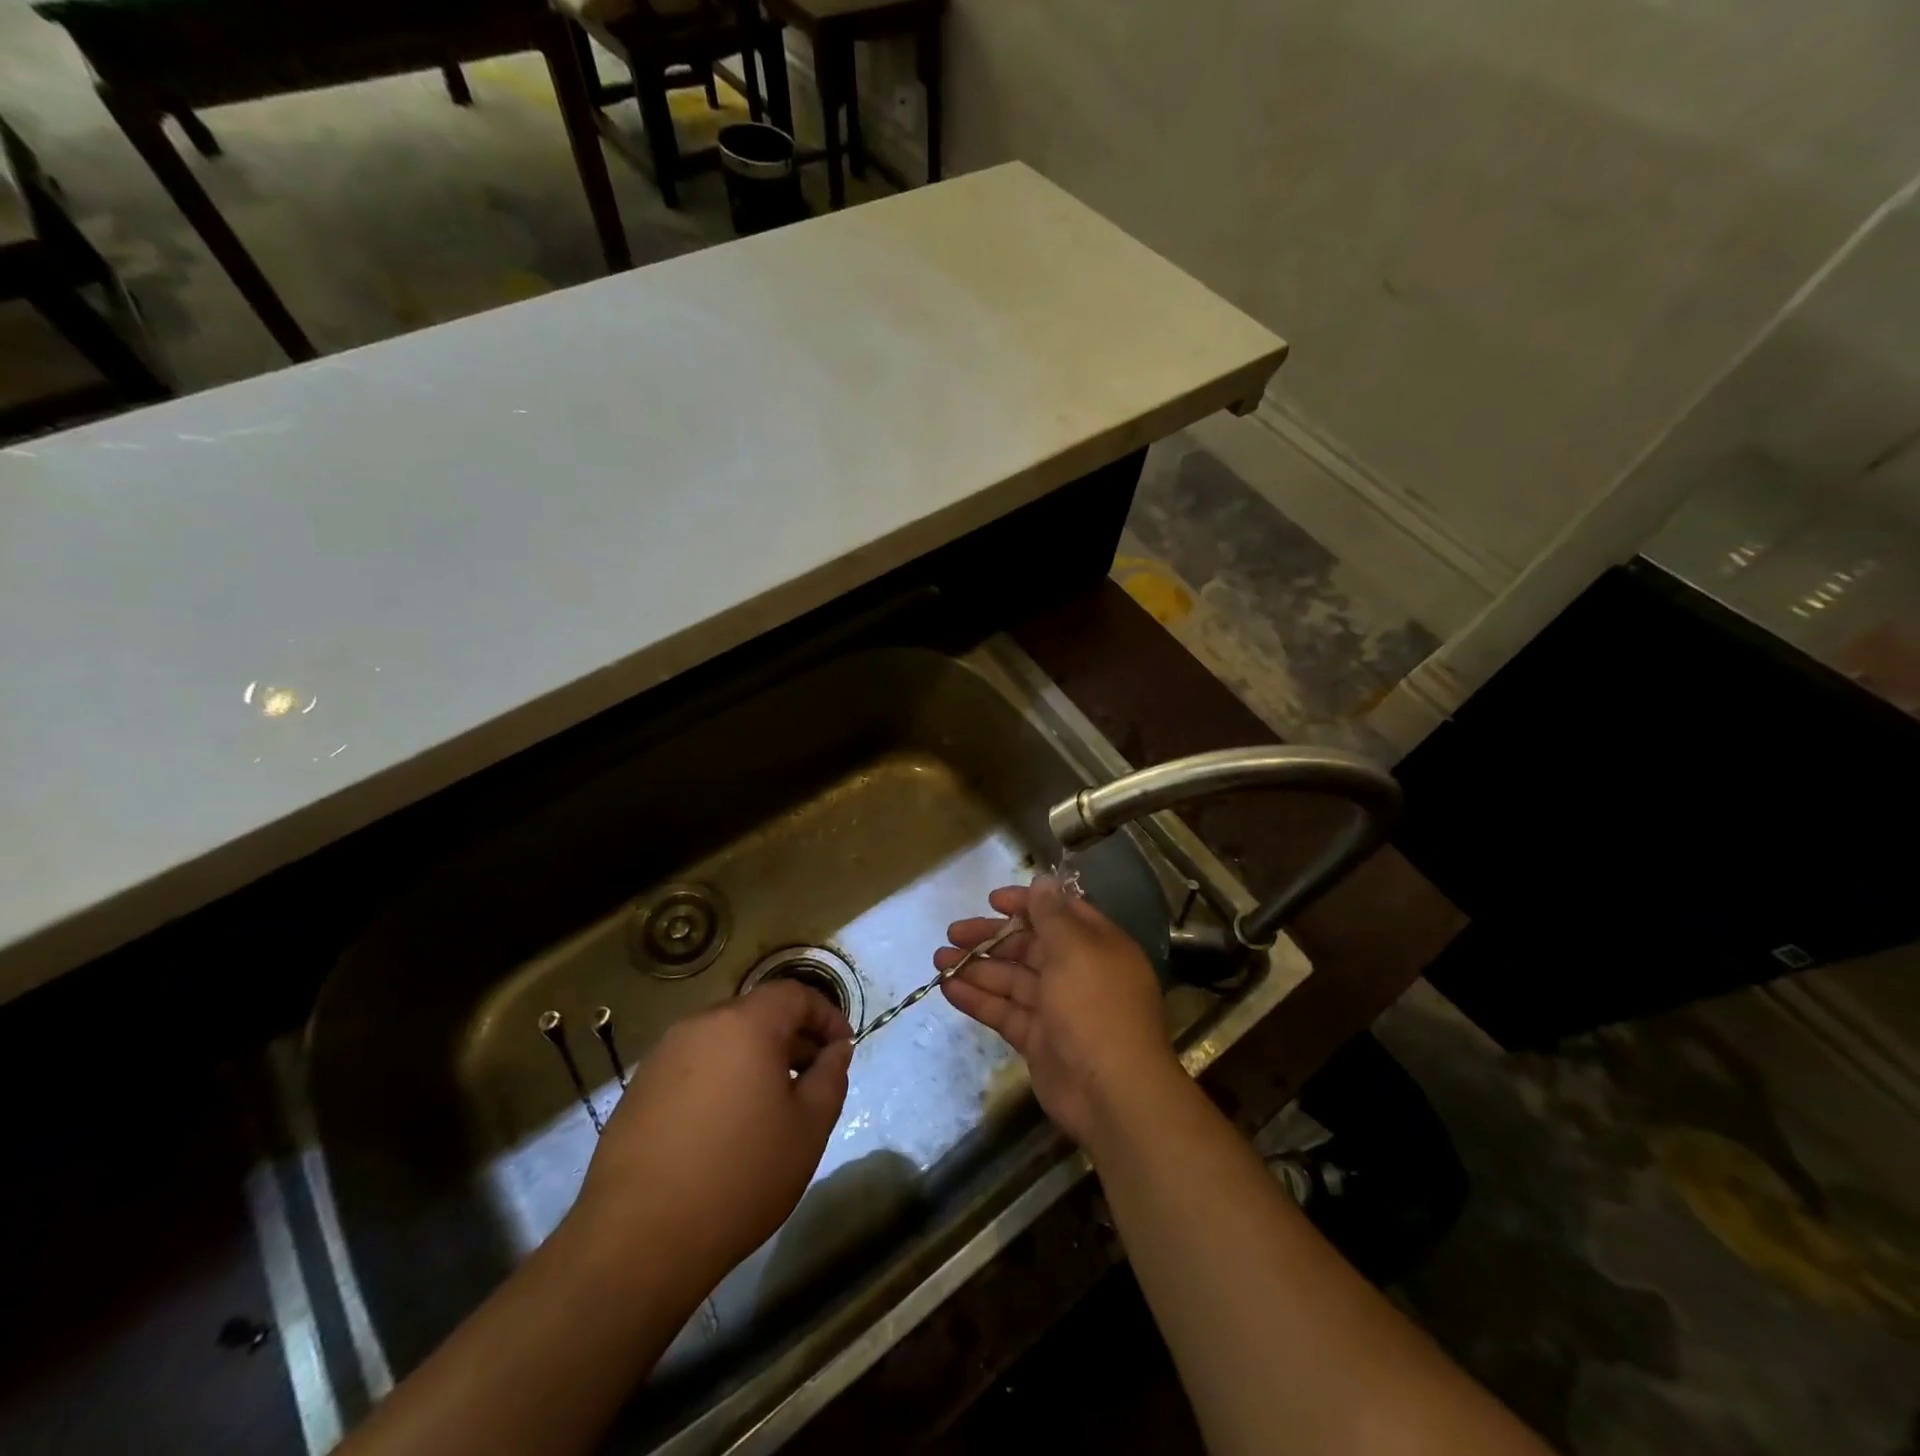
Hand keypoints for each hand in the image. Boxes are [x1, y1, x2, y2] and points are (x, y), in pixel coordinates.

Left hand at [567, 980, 852, 1293]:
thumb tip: (836, 1050)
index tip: (843, 1049)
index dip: (826, 1016)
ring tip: (772, 1104)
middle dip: (792, 1037)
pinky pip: (694, 1066)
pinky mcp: (639, 1089)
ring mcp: (663, 1056)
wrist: (637, 1240)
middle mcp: (700, 1025)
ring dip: (755, 1058)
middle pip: (757, 1013)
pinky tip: (726, 1126)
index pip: (794, 994)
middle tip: (813, 1077)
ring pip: (724, 1040)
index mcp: (745, 1024)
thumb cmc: (740, 1175)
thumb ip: (831, 1077)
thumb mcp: (808, 1128)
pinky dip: (721, 1078)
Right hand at [936, 875, 1180, 1144]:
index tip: (992, 900)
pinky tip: (947, 988)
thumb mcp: (1075, 950)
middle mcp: (1077, 973)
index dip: (1026, 904)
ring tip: (938, 959)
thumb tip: (1043, 881)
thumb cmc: (1095, 1008)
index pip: (1058, 914)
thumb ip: (1053, 915)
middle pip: (1029, 946)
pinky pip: (1004, 1011)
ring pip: (1011, 979)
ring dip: (976, 967)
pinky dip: (977, 999)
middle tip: (952, 932)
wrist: (1112, 1093)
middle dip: (991, 937)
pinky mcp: (1038, 1040)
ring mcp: (1057, 1009)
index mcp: (1095, 946)